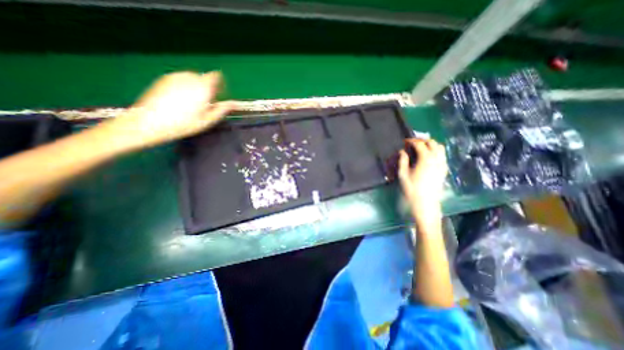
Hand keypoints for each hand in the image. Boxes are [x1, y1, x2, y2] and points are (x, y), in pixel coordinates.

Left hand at [108, 71, 234, 149]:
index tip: (219, 95)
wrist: (150, 122)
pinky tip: (180, 101)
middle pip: (204, 78)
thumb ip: (222, 109)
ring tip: (192, 104)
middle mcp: (190, 78)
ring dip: (196, 87)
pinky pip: (181, 80)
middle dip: (207, 88)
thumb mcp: (207, 120)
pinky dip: (185, 87)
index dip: (219, 85)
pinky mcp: (164, 79)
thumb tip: (235, 104)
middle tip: (205, 104)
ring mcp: (175, 77)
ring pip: (192, 79)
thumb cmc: (183, 124)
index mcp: (203, 87)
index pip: (216, 76)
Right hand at [399, 138, 448, 228]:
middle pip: (432, 143)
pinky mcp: (444, 170)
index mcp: (425, 159)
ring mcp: (442, 164)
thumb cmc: (412, 189)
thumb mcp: (403, 175)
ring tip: (421, 148)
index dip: (411, 141)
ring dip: (431, 145)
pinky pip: (442, 155)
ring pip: (440, 148)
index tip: (405, 142)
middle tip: (413, 143)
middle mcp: (437, 159)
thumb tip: (402, 152)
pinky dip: (436, 151)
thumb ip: (402, 161)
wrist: (425, 204)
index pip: (420, 144)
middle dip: (422, 140)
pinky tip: (428, 157)